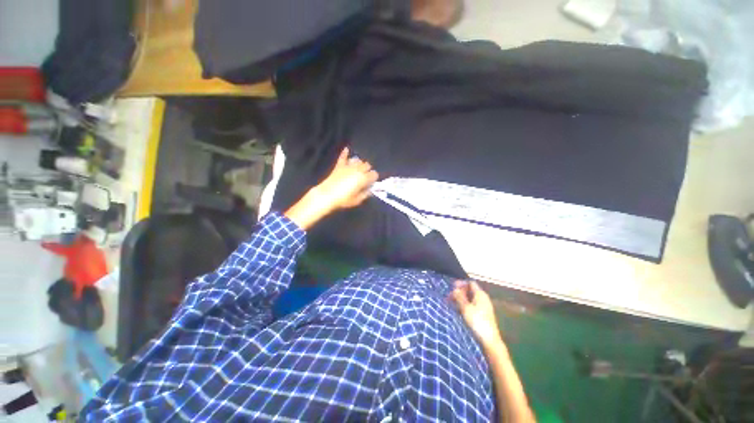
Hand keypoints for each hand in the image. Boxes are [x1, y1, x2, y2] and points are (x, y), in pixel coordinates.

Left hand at [285, 147, 377, 229]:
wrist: (327, 195)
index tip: (371, 182)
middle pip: (367, 165)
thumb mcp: (357, 200)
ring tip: (358, 168)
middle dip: (368, 170)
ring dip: (359, 164)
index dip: (374, 178)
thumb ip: (365, 194)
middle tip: (365, 176)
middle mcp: (357, 170)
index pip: (374, 174)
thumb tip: (370, 190)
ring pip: (358, 160)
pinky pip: (343, 157)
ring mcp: (348, 166)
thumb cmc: (343, 199)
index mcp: (363, 178)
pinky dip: (345, 153)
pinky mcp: (339, 166)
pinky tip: (346, 149)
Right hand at [451, 281, 504, 352]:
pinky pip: (471, 305)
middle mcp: (483, 298)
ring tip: (450, 303)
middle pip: (469, 290)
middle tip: (449, 296)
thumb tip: (455, 289)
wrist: (489, 339)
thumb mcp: (465, 308)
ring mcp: (483, 306)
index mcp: (480, 294)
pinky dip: (464, 305)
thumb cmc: (477, 321)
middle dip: (459, 292)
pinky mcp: (482, 314)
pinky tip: (457, 310)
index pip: (470, 283)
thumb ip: (459, 297)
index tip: (452, 287)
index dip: (461, 283)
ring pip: (469, 298)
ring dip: (460, 299)